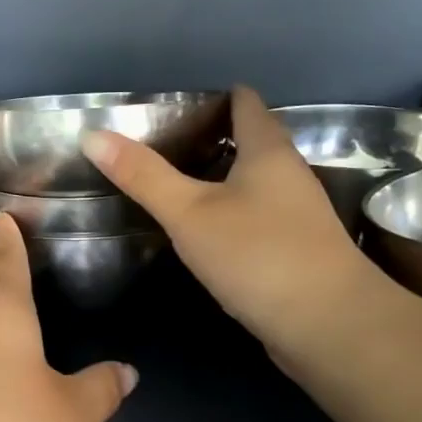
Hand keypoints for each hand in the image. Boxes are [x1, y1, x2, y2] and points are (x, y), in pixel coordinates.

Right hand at [83, 85, 380, 363]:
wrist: (328, 325)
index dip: (216, 97)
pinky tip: (209, 232)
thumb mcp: (189, 213)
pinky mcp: (298, 250)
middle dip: (214, 138)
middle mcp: (290, 175)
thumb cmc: (258, 255)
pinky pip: (260, 216)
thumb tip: (93, 135)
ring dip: (224, 179)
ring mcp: (299, 214)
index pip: (245, 103)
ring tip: (179, 186)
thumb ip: (144, 176)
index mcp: (268, 151)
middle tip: (165, 147)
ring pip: (257, 182)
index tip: (177, 105)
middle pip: (253, 141)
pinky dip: (234, 213)